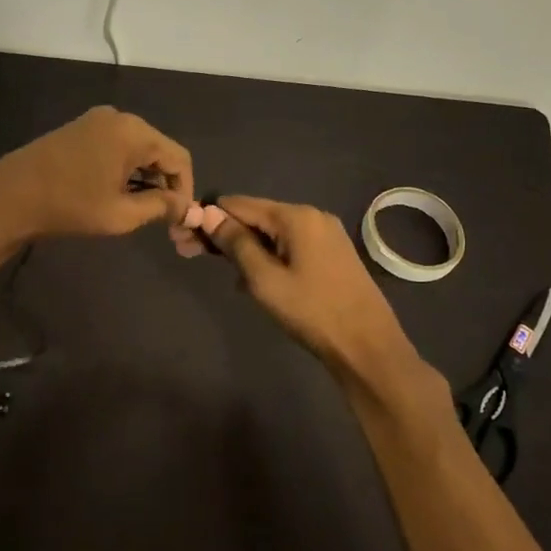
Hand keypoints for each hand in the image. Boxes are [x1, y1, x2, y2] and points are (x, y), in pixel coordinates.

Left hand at [0, 107, 195, 242]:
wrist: (8, 198)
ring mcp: (95, 121)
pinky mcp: (78, 129)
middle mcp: (118, 117)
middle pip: (159, 150)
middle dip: (165, 184)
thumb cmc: (69, 206)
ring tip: (139, 210)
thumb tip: (182, 206)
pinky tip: (115, 193)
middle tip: (162, 219)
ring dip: (144, 178)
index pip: (178, 158)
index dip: (185, 190)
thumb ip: (159, 207)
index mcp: (133, 132)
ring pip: (137, 149)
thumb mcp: (120, 214)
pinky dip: (124, 169)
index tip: (179, 219)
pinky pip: (116, 146)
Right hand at [203, 195, 424, 386]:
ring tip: (224, 274)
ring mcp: (326, 235)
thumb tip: (208, 214)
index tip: (182, 236)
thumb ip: (235, 243)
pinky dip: (267, 257)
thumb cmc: (312, 311)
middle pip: (256, 216)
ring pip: (272, 233)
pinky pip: (289, 246)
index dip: (207, 217)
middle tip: (189, 254)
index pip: (239, 204)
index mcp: (296, 216)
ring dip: (244, 248)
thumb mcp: (264, 279)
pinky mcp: (332, 254)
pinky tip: (253, 280)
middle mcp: (312, 216)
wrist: (368, 345)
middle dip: (223, 234)